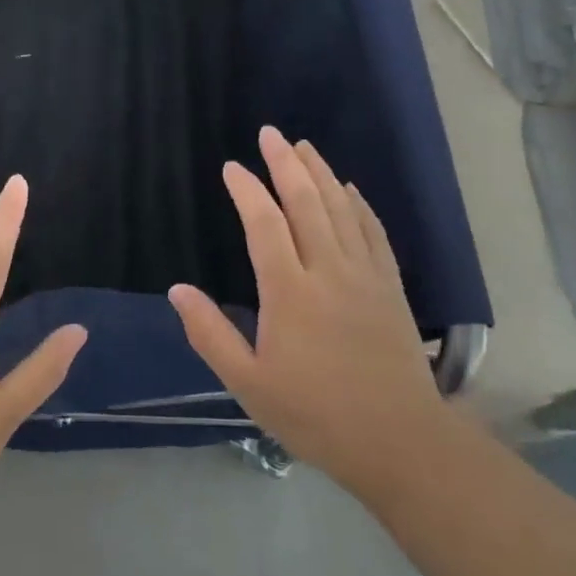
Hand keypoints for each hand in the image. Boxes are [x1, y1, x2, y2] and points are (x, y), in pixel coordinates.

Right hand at [169, 126, 448, 502]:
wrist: (399, 442)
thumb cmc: (316, 415)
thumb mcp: (250, 384)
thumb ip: (210, 334)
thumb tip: (177, 290)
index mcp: (290, 292)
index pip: (264, 224)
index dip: (247, 191)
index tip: (231, 167)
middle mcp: (328, 270)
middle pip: (305, 202)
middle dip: (285, 163)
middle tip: (270, 134)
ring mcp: (364, 274)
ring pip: (341, 208)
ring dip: (321, 173)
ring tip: (304, 146)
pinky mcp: (389, 286)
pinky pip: (373, 231)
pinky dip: (358, 204)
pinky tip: (349, 189)